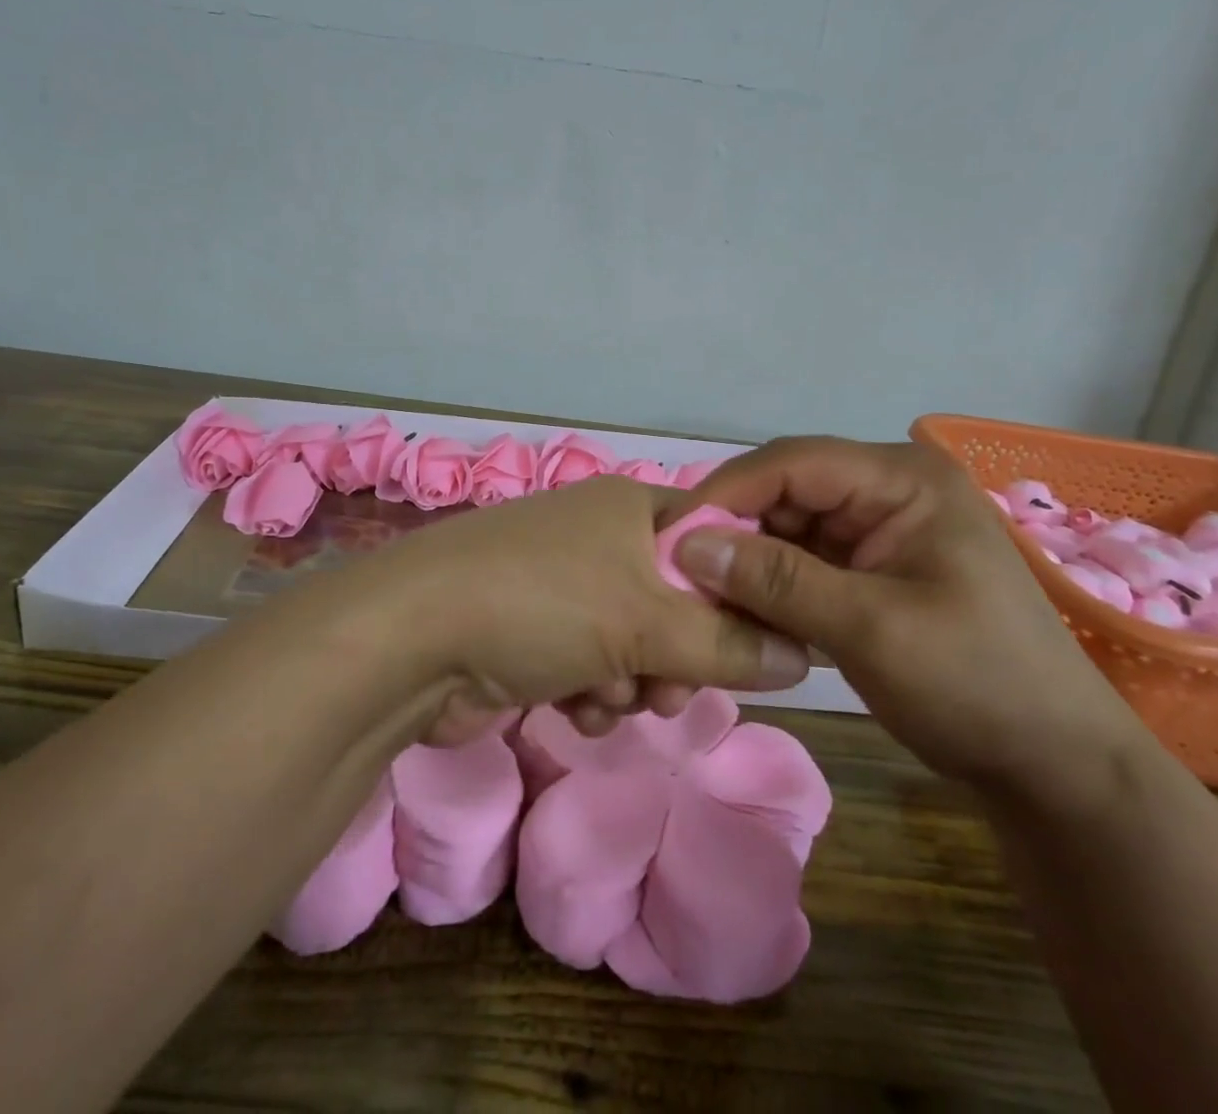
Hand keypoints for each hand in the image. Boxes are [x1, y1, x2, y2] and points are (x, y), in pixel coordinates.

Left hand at [339, 475, 810, 744]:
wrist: (411, 640)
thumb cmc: (542, 604)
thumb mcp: (647, 622)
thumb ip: (730, 643)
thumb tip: (806, 656)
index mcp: (631, 510)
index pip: (714, 542)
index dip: (739, 593)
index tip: (755, 645)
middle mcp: (599, 540)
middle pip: (679, 604)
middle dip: (679, 658)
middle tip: (670, 689)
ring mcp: (563, 588)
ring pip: (638, 647)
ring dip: (633, 684)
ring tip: (608, 697)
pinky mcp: (535, 635)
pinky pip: (595, 669)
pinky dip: (592, 694)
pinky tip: (572, 707)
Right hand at [677, 436, 1148, 799]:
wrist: (1054, 766)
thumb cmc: (977, 685)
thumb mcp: (871, 630)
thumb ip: (777, 581)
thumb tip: (687, 545)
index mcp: (901, 479)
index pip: (791, 463)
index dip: (725, 493)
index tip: (669, 537)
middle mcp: (887, 488)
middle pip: (784, 492)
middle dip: (733, 532)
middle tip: (679, 577)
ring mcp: (879, 528)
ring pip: (787, 529)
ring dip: (747, 563)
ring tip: (704, 601)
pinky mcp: (871, 566)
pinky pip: (803, 561)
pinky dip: (771, 587)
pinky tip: (744, 616)